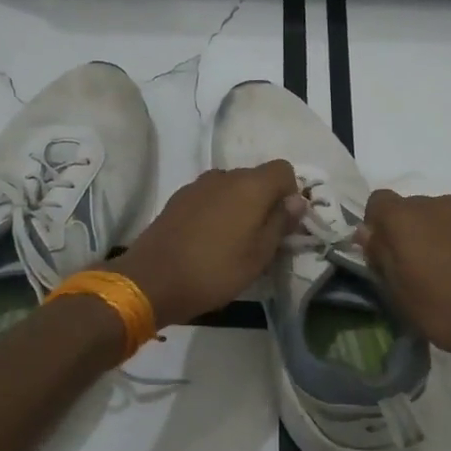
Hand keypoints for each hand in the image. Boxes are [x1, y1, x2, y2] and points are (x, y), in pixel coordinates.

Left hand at [108, 162, 303, 328]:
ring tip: (233, 240)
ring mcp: (197, 185)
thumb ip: (280, 223)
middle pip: (255, 178)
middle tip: (261, 237)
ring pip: (230, 188)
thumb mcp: (259, 255)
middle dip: (264, 201)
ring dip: (238, 206)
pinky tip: (207, 239)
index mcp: (250, 186)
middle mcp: (224, 176)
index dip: (290, 193)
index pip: (283, 170)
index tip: (284, 223)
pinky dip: (216, 211)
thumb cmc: (215, 270)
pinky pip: (209, 197)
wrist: (153, 279)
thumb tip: (297, 201)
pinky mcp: (177, 199)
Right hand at [356, 190, 450, 366]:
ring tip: (444, 277)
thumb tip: (367, 234)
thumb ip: (381, 258)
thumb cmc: (450, 310)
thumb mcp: (401, 295)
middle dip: (403, 234)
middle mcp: (435, 205)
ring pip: (437, 219)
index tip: (381, 257)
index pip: (377, 202)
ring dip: (433, 239)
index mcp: (405, 218)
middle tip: (411, 272)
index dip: (374, 227)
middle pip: (408, 210)